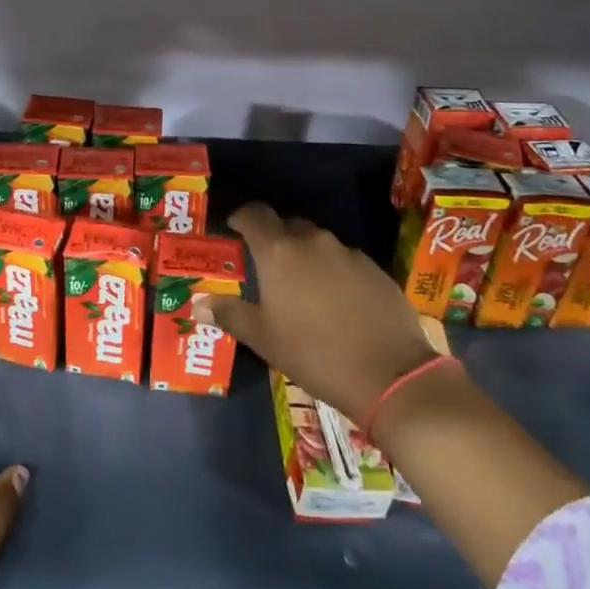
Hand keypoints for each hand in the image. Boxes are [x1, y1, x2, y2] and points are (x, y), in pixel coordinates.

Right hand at [194, 203, 448, 423]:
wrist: (390, 373)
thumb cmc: (314, 353)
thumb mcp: (264, 339)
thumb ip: (230, 314)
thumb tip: (198, 303)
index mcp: (279, 252)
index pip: (254, 214)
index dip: (240, 217)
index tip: (233, 230)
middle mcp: (313, 241)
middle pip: (287, 226)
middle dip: (274, 240)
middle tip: (266, 267)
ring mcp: (348, 253)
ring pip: (318, 243)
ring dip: (305, 257)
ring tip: (302, 288)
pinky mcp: (375, 269)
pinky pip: (344, 260)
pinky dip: (334, 272)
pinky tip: (336, 302)